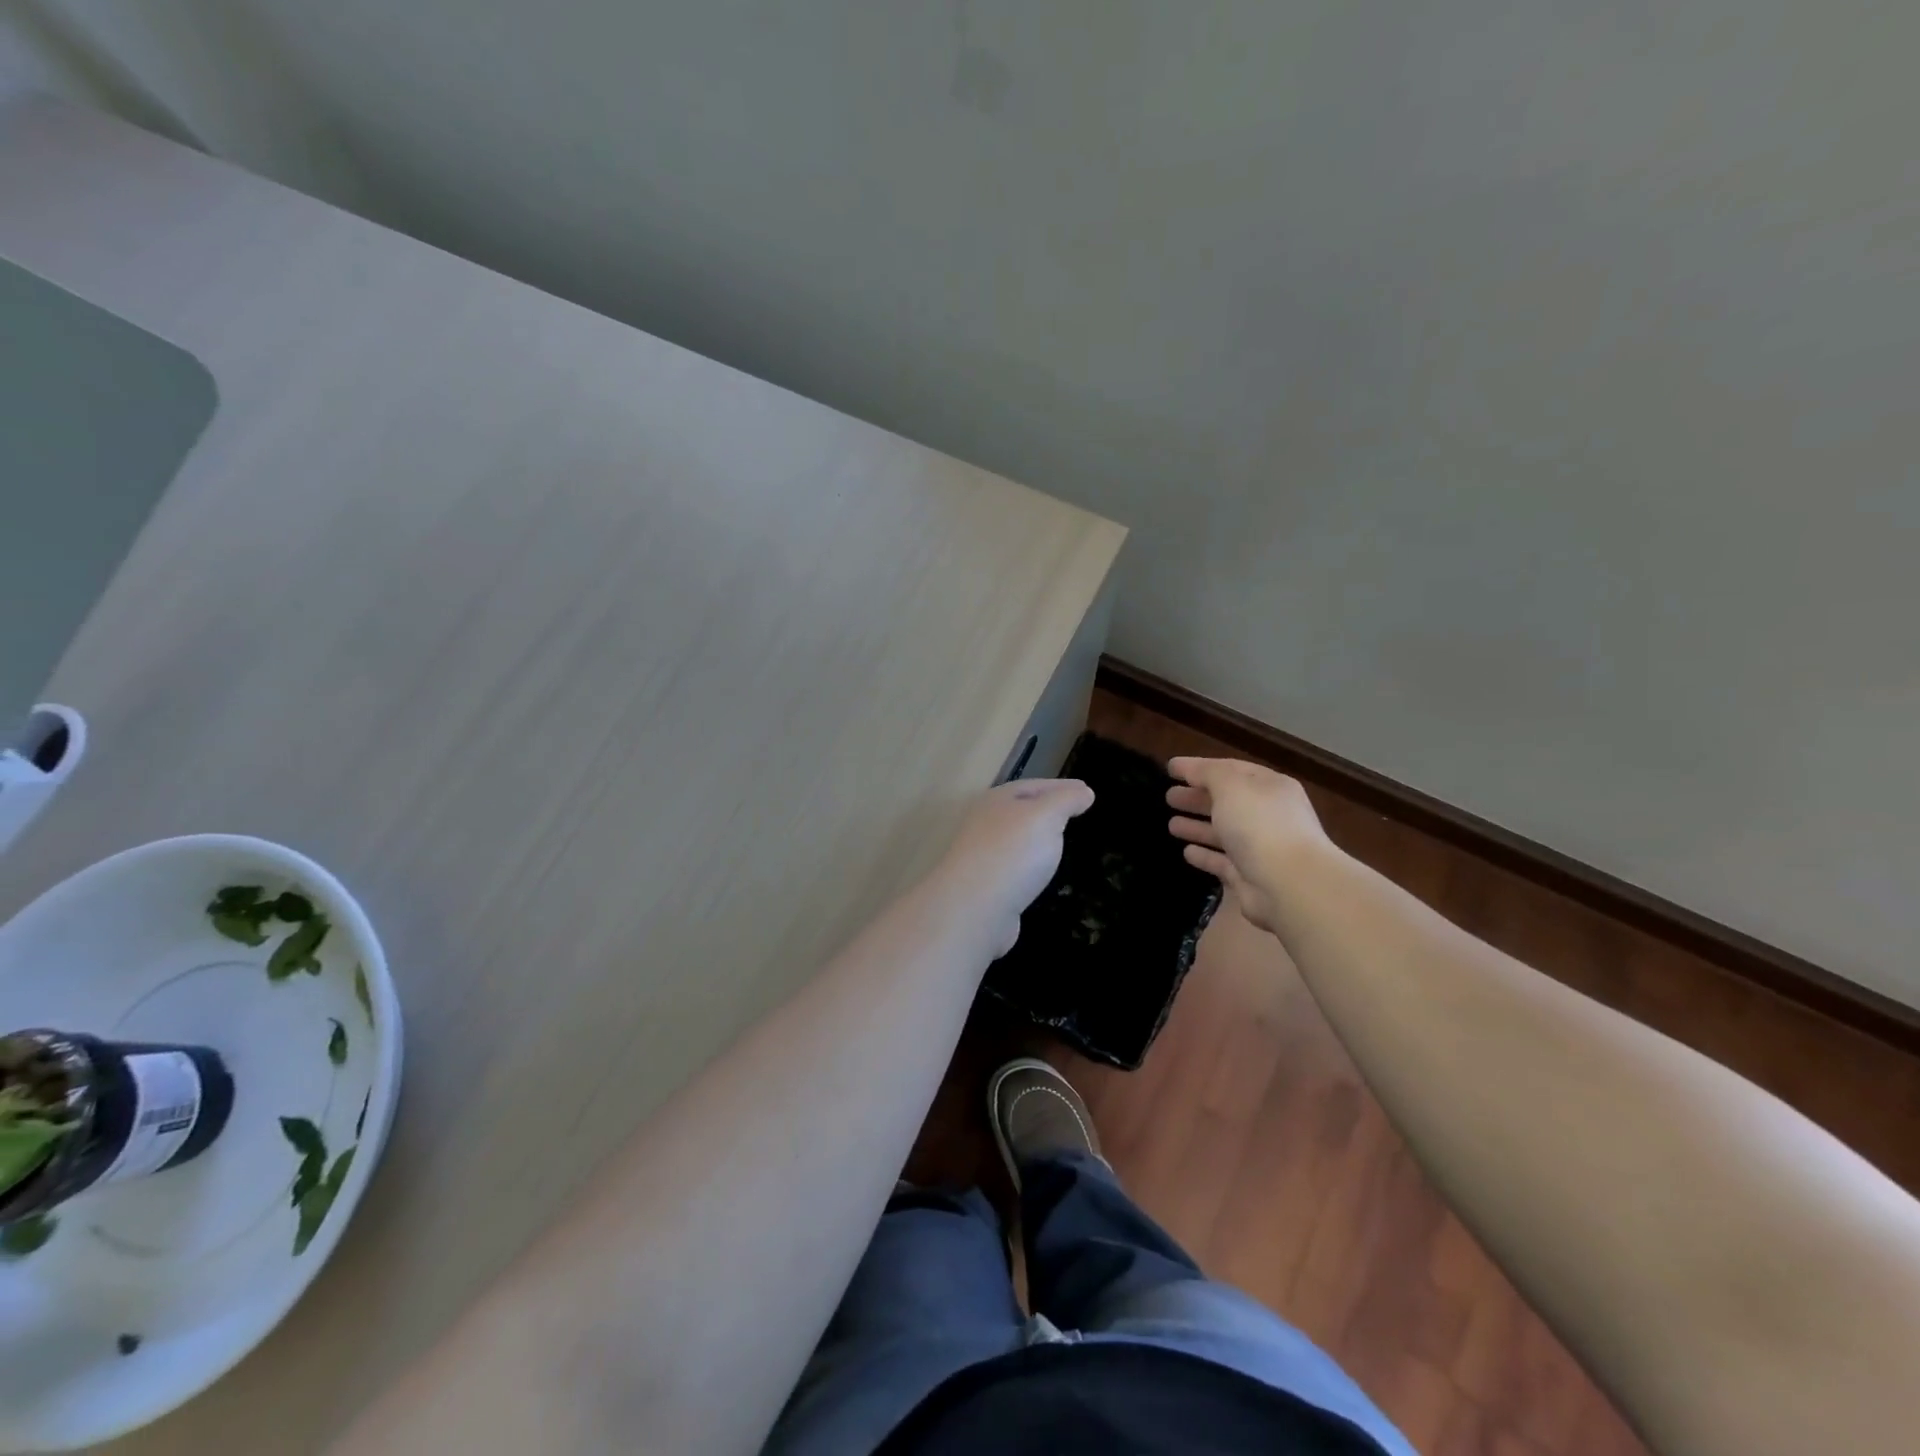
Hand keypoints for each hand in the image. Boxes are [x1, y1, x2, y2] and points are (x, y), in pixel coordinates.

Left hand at [933, 778, 1094, 956]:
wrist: (975, 908)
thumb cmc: (1013, 853)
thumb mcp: (1046, 817)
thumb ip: (1066, 800)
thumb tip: (1084, 791)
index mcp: (998, 800)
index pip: (1035, 786)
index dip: (1062, 787)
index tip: (1086, 791)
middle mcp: (985, 823)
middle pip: (1022, 810)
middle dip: (1047, 809)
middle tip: (1076, 812)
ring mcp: (983, 855)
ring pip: (1017, 839)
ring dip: (1038, 837)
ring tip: (1061, 840)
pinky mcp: (986, 885)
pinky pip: (1015, 866)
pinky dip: (1031, 863)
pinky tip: (1041, 871)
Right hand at [1166, 757, 1330, 933]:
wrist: (1290, 884)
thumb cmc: (1260, 825)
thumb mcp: (1231, 786)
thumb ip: (1208, 773)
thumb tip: (1190, 770)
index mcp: (1269, 787)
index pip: (1230, 769)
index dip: (1199, 767)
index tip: (1170, 768)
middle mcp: (1267, 815)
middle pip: (1227, 802)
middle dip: (1197, 797)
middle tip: (1168, 797)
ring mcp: (1260, 847)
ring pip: (1223, 832)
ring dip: (1197, 826)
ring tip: (1170, 825)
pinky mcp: (1250, 876)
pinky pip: (1222, 862)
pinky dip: (1205, 855)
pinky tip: (1186, 852)